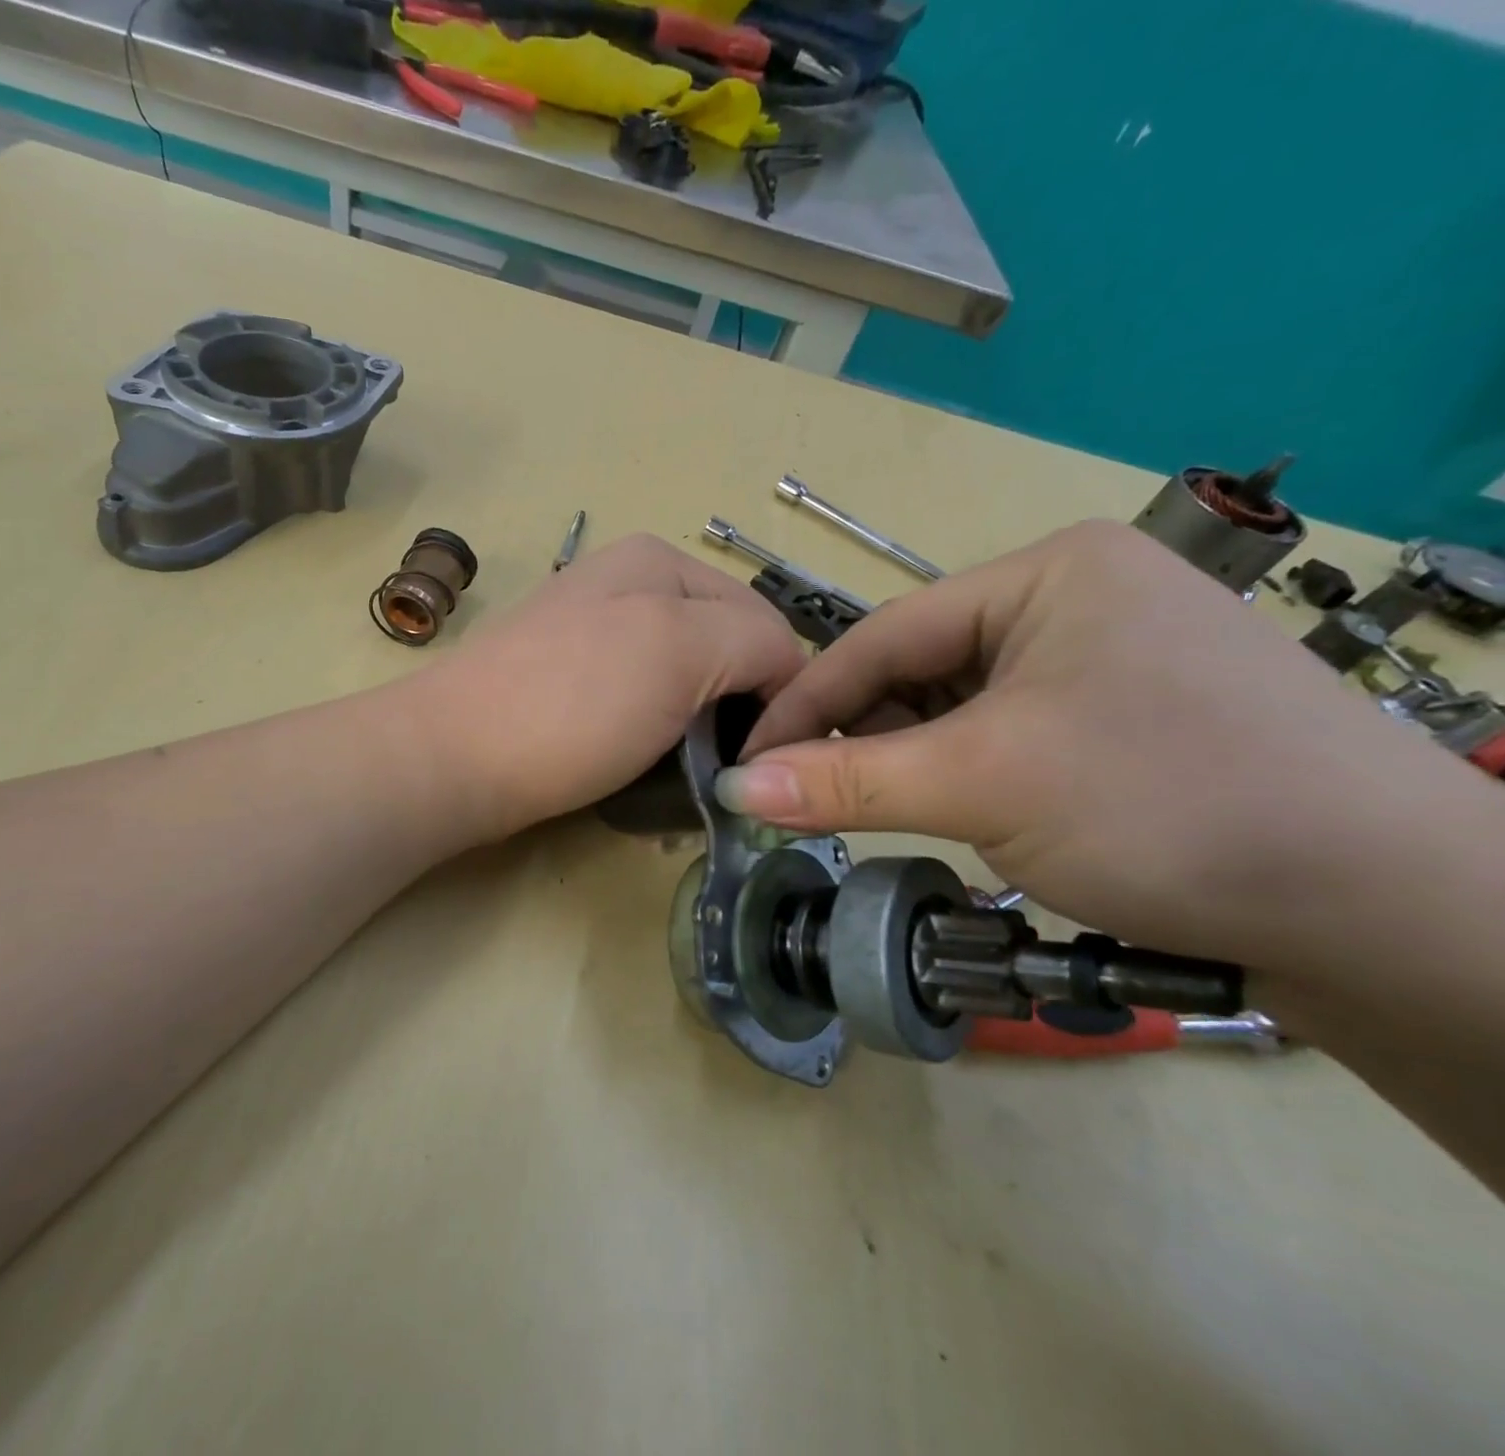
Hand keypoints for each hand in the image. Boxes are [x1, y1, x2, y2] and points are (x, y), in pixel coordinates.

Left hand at [423, 534, 805, 844]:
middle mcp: (625, 584)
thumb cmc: (574, 702)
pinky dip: (654, 732)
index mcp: (658, 561)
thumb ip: (755, 642)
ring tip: (686, 770)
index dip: (781, 689)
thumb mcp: (682, 650)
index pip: (763, 621)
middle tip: (727, 767)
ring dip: (695, 726)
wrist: (453, 758)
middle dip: (734, 706)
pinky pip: (638, 701)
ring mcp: (590, 634)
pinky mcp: (566, 683)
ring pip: (681, 680)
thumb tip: (785, 673)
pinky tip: (640, 758)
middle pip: (720, 649)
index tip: (771, 756)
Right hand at [716, 521, 1467, 969]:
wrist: (1392, 914)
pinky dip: (956, 775)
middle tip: (801, 796)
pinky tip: (947, 811)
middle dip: (859, 735)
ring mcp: (1101, 659)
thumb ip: (845, 783)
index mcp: (1046, 573)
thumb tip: (733, 787)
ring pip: (955, 708)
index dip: (805, 703)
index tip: (745, 762)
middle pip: (918, 670)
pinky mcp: (1120, 717)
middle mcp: (1072, 600)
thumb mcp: (984, 785)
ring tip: (870, 810)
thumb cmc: (1170, 806)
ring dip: (905, 760)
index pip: (884, 636)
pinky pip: (999, 735)